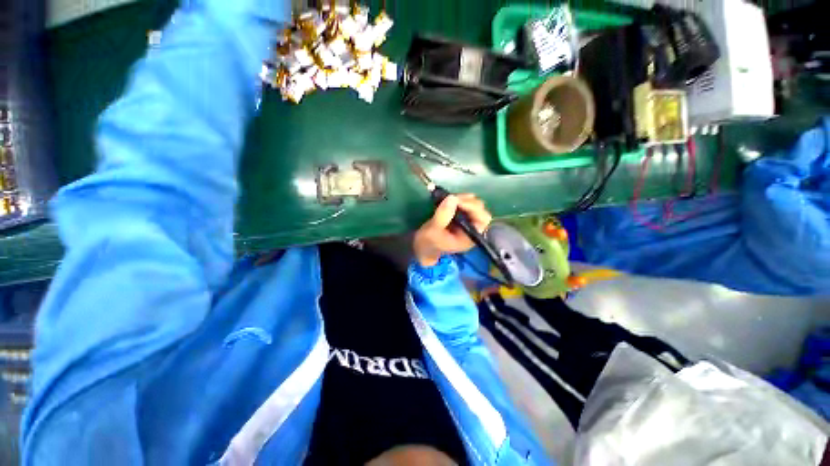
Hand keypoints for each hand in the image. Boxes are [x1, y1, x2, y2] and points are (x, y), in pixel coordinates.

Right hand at [413, 194, 491, 266]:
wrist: (423, 247)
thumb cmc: (429, 242)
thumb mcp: (433, 230)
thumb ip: (443, 215)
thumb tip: (452, 198)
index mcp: (470, 237)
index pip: (482, 220)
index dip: (474, 208)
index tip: (458, 202)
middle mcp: (472, 229)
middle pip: (480, 210)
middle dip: (467, 202)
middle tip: (452, 198)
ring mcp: (467, 222)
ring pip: (473, 205)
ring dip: (463, 199)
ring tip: (449, 198)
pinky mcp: (461, 217)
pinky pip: (465, 205)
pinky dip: (459, 200)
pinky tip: (449, 199)